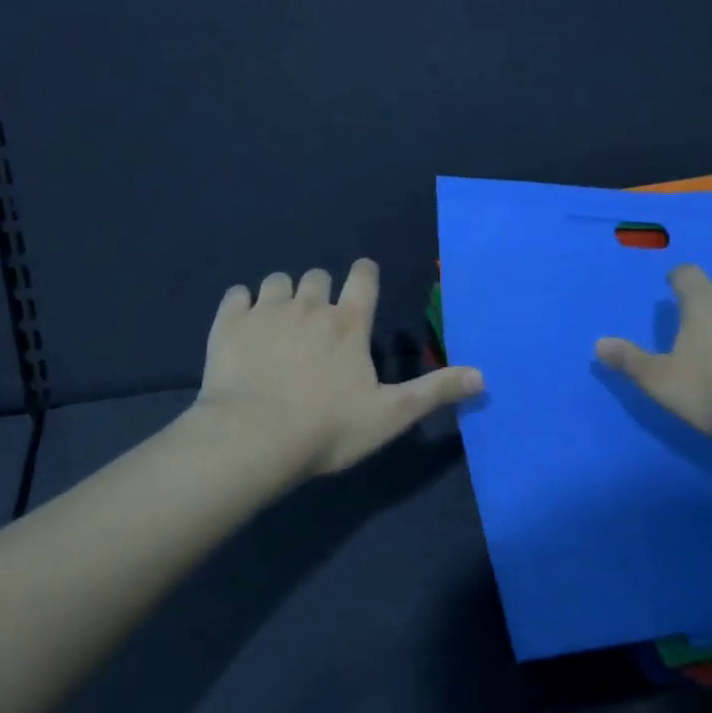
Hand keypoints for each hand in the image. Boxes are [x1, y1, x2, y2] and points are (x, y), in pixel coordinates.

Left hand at [195, 259, 483, 479]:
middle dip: (320, 291)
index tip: (361, 280)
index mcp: (348, 323)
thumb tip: (483, 376)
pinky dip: (242, 305)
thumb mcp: (389, 415)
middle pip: (317, 276)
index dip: (364, 273)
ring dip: (283, 294)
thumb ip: (434, 392)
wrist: (252, 439)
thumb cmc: (327, 429)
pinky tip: (242, 325)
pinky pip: (236, 295)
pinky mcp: (228, 323)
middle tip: (317, 322)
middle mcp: (309, 305)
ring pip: (277, 280)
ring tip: (280, 322)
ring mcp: (266, 311)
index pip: (363, 277)